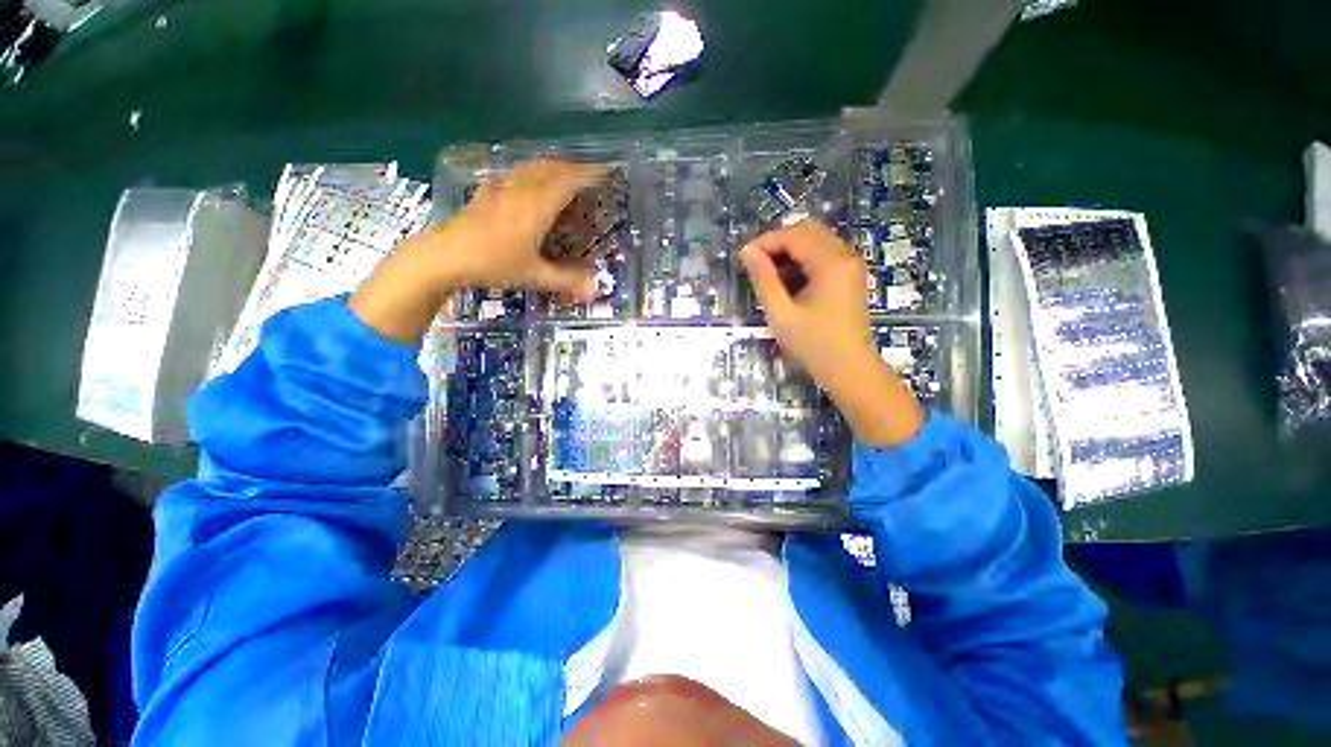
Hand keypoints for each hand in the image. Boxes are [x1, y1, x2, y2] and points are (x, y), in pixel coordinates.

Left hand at [350, 159, 602, 343]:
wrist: (446, 256)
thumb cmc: (494, 264)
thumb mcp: (534, 275)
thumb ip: (567, 281)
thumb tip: (596, 290)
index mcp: (537, 206)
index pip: (568, 181)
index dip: (588, 174)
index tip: (605, 172)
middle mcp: (521, 189)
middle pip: (551, 167)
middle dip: (573, 167)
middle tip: (588, 174)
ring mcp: (501, 187)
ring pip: (532, 166)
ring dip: (552, 166)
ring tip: (564, 174)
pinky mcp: (487, 191)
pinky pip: (515, 173)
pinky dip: (530, 172)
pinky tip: (527, 181)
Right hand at [740, 219, 924, 446]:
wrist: (849, 370)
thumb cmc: (813, 345)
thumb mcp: (781, 313)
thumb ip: (763, 279)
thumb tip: (747, 252)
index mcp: (830, 263)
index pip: (794, 235)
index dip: (765, 242)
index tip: (744, 258)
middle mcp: (845, 256)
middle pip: (808, 231)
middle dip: (778, 243)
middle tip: (757, 265)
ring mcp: (851, 266)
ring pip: (817, 241)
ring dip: (790, 251)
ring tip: (770, 276)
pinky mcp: (851, 277)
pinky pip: (825, 254)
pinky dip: (804, 260)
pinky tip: (790, 282)